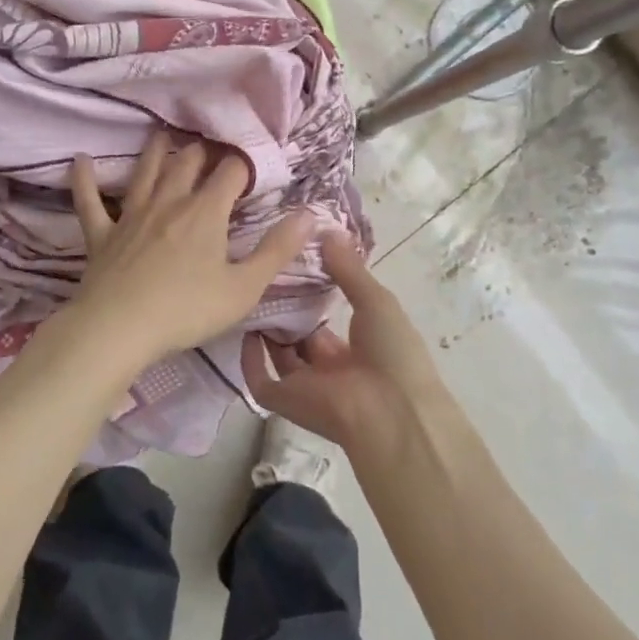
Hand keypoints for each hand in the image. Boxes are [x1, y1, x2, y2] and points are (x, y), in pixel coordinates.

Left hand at [69, 131, 312, 368]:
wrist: (119, 328)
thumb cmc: (187, 310)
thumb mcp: (244, 287)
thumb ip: (278, 250)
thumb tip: (311, 214)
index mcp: (206, 212)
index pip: (231, 172)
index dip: (244, 163)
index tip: (252, 163)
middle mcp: (169, 202)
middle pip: (187, 163)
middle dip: (202, 151)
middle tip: (209, 144)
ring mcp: (131, 215)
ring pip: (145, 172)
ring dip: (155, 151)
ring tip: (161, 134)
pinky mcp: (101, 234)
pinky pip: (89, 201)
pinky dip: (85, 180)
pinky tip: (79, 161)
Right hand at [241, 235, 446, 447]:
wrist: (391, 410)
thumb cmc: (393, 352)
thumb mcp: (376, 301)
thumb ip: (349, 268)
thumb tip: (326, 230)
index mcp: (355, 349)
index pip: (324, 322)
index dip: (308, 296)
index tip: (291, 268)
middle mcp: (328, 369)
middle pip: (298, 337)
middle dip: (283, 310)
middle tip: (264, 276)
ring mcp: (305, 386)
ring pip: (277, 355)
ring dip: (265, 329)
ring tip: (250, 291)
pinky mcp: (284, 401)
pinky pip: (259, 381)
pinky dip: (249, 360)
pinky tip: (245, 329)